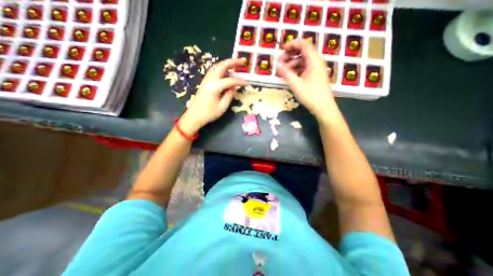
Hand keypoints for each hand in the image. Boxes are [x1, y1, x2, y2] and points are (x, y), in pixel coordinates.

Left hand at [180, 58, 246, 134]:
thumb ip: (229, 95)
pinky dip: (221, 69)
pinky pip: (214, 71)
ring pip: (217, 67)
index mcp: (215, 87)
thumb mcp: (222, 107)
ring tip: (235, 66)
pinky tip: (226, 73)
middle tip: (242, 62)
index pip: (230, 81)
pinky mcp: (205, 82)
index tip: (248, 83)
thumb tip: (234, 87)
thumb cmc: (209, 113)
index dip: (240, 81)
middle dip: (233, 62)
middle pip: (222, 66)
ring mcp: (206, 80)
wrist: (194, 116)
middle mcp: (210, 80)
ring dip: (226, 64)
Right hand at [277, 39, 334, 118]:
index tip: (281, 50)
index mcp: (314, 61)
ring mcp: (317, 68)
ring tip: (282, 71)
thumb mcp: (296, 84)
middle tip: (280, 62)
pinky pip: (305, 67)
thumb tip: (276, 63)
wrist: (323, 107)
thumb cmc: (310, 96)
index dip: (292, 44)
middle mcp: (316, 61)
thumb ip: (286, 73)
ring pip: (303, 60)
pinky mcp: (316, 74)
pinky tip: (290, 75)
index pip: (303, 44)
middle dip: (290, 55)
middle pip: (303, 51)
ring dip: (292, 63)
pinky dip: (297, 69)